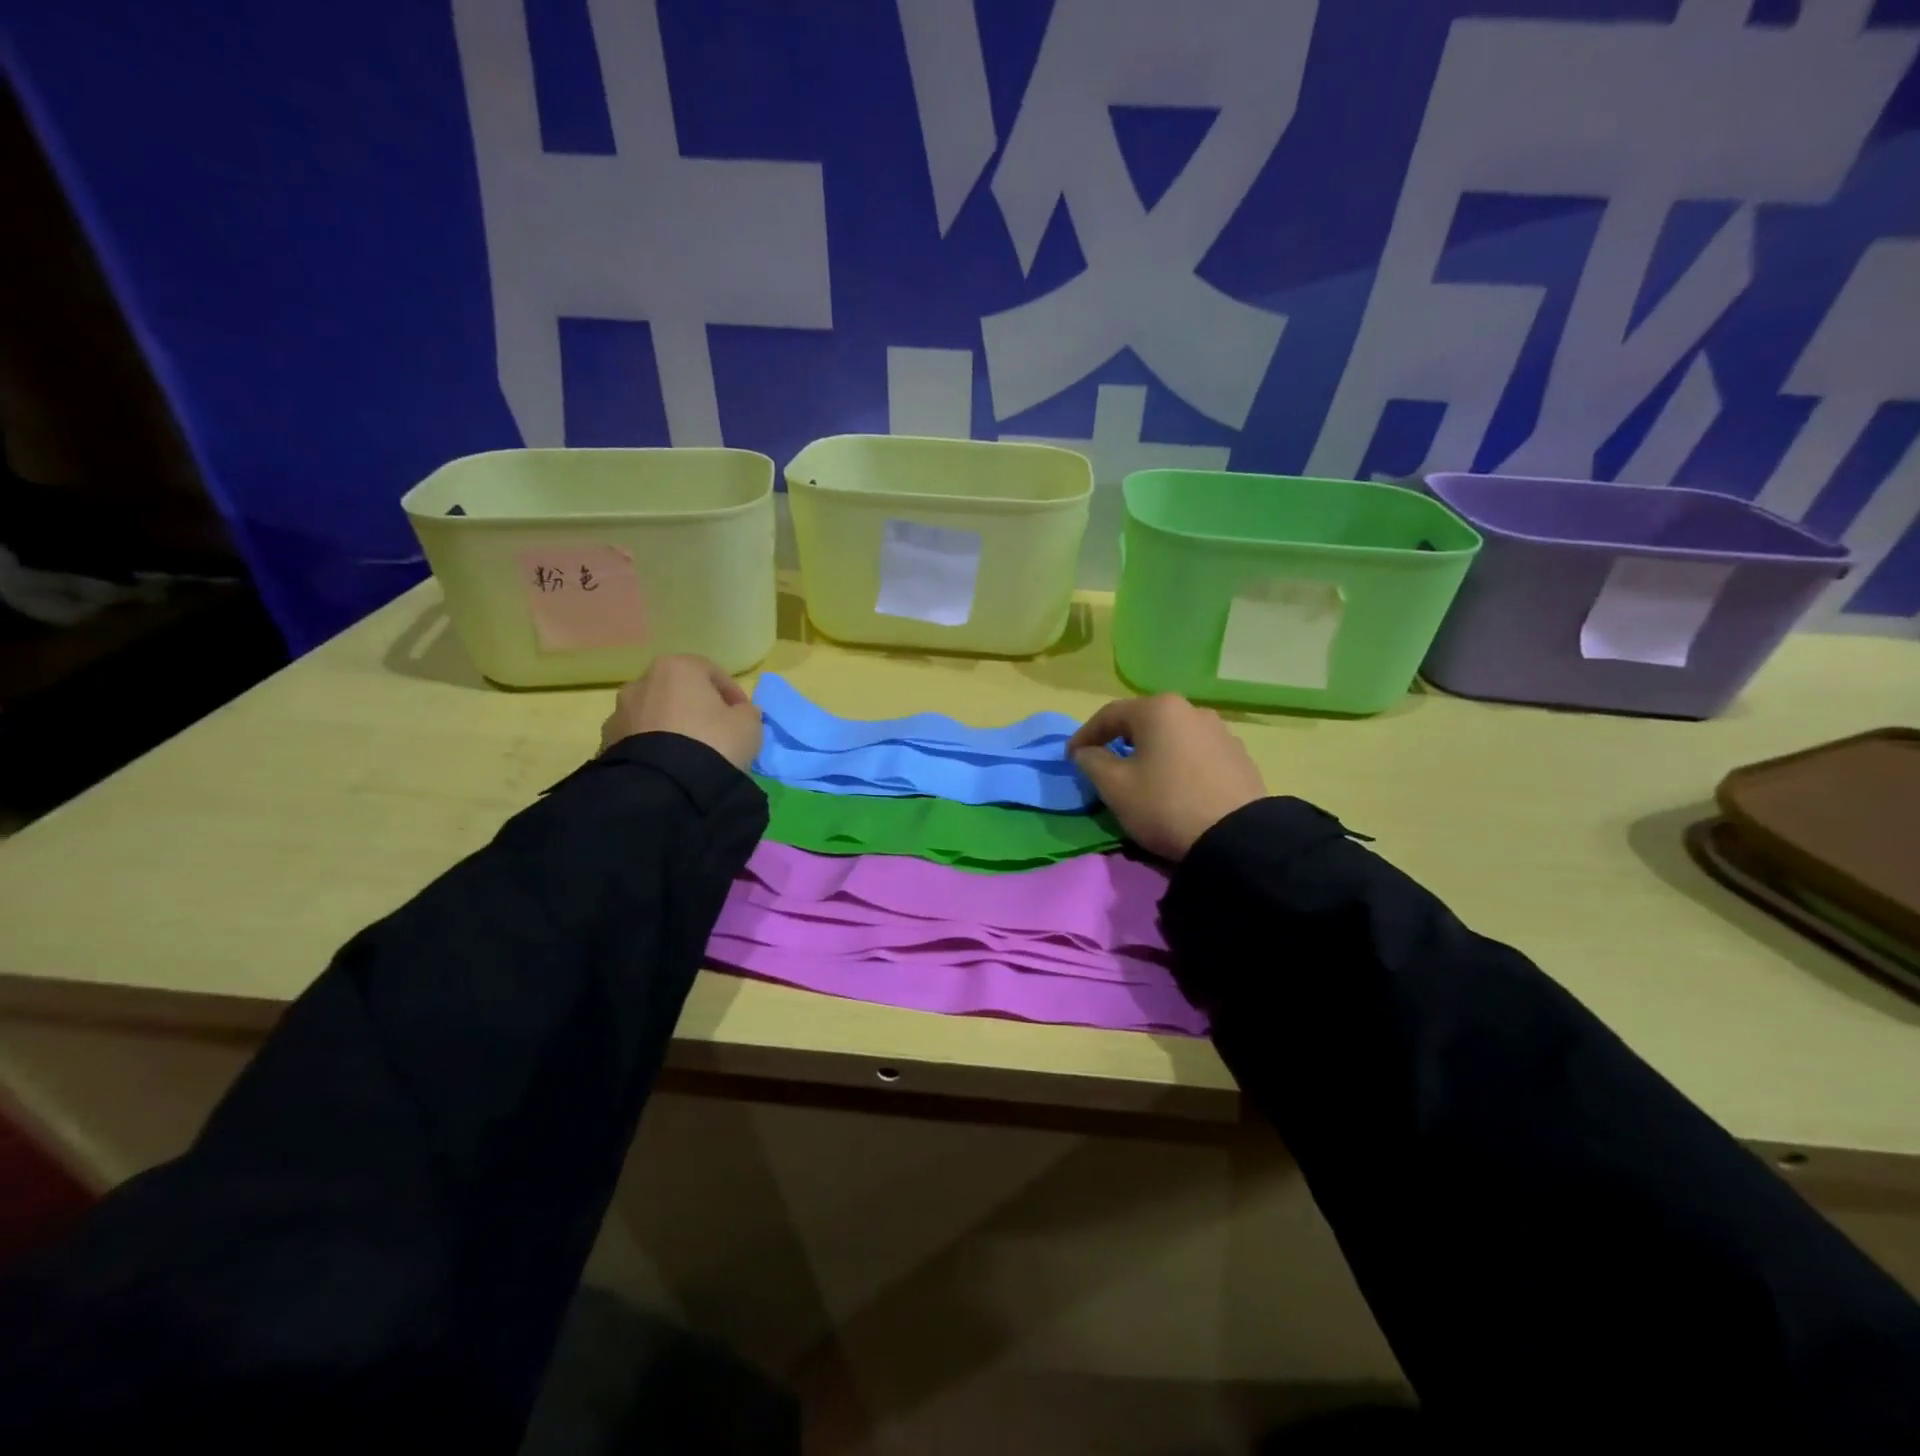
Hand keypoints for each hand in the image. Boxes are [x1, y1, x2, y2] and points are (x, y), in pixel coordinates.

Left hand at [601, 655, 762, 771]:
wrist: (666, 786)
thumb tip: (739, 713)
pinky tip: (669, 765)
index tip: (744, 716)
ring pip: (655, 713)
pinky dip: (654, 745)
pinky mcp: (607, 742)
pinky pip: (639, 738)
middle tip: (716, 732)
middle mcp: (642, 681)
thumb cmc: (713, 742)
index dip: (732, 694)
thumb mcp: (749, 725)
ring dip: (671, 725)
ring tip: (690, 753)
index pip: (712, 672)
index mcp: (677, 667)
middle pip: (679, 691)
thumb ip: (746, 712)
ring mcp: (620, 711)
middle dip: (697, 707)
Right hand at [1068, 694, 1265, 861]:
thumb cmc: (1165, 805)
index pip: (1109, 715)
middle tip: (1102, 762)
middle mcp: (1191, 710)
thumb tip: (1086, 752)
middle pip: (1143, 721)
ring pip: (1171, 736)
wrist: (1236, 839)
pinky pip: (1195, 752)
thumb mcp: (1115, 787)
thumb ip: (1092, 762)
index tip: (1070, 757)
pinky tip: (1173, 784)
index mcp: (1158, 709)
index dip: (1084, 735)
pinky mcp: (1238, 756)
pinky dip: (1176, 762)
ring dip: (1150, 751)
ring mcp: (1220, 731)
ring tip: (1140, 775)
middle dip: (1118, 740)